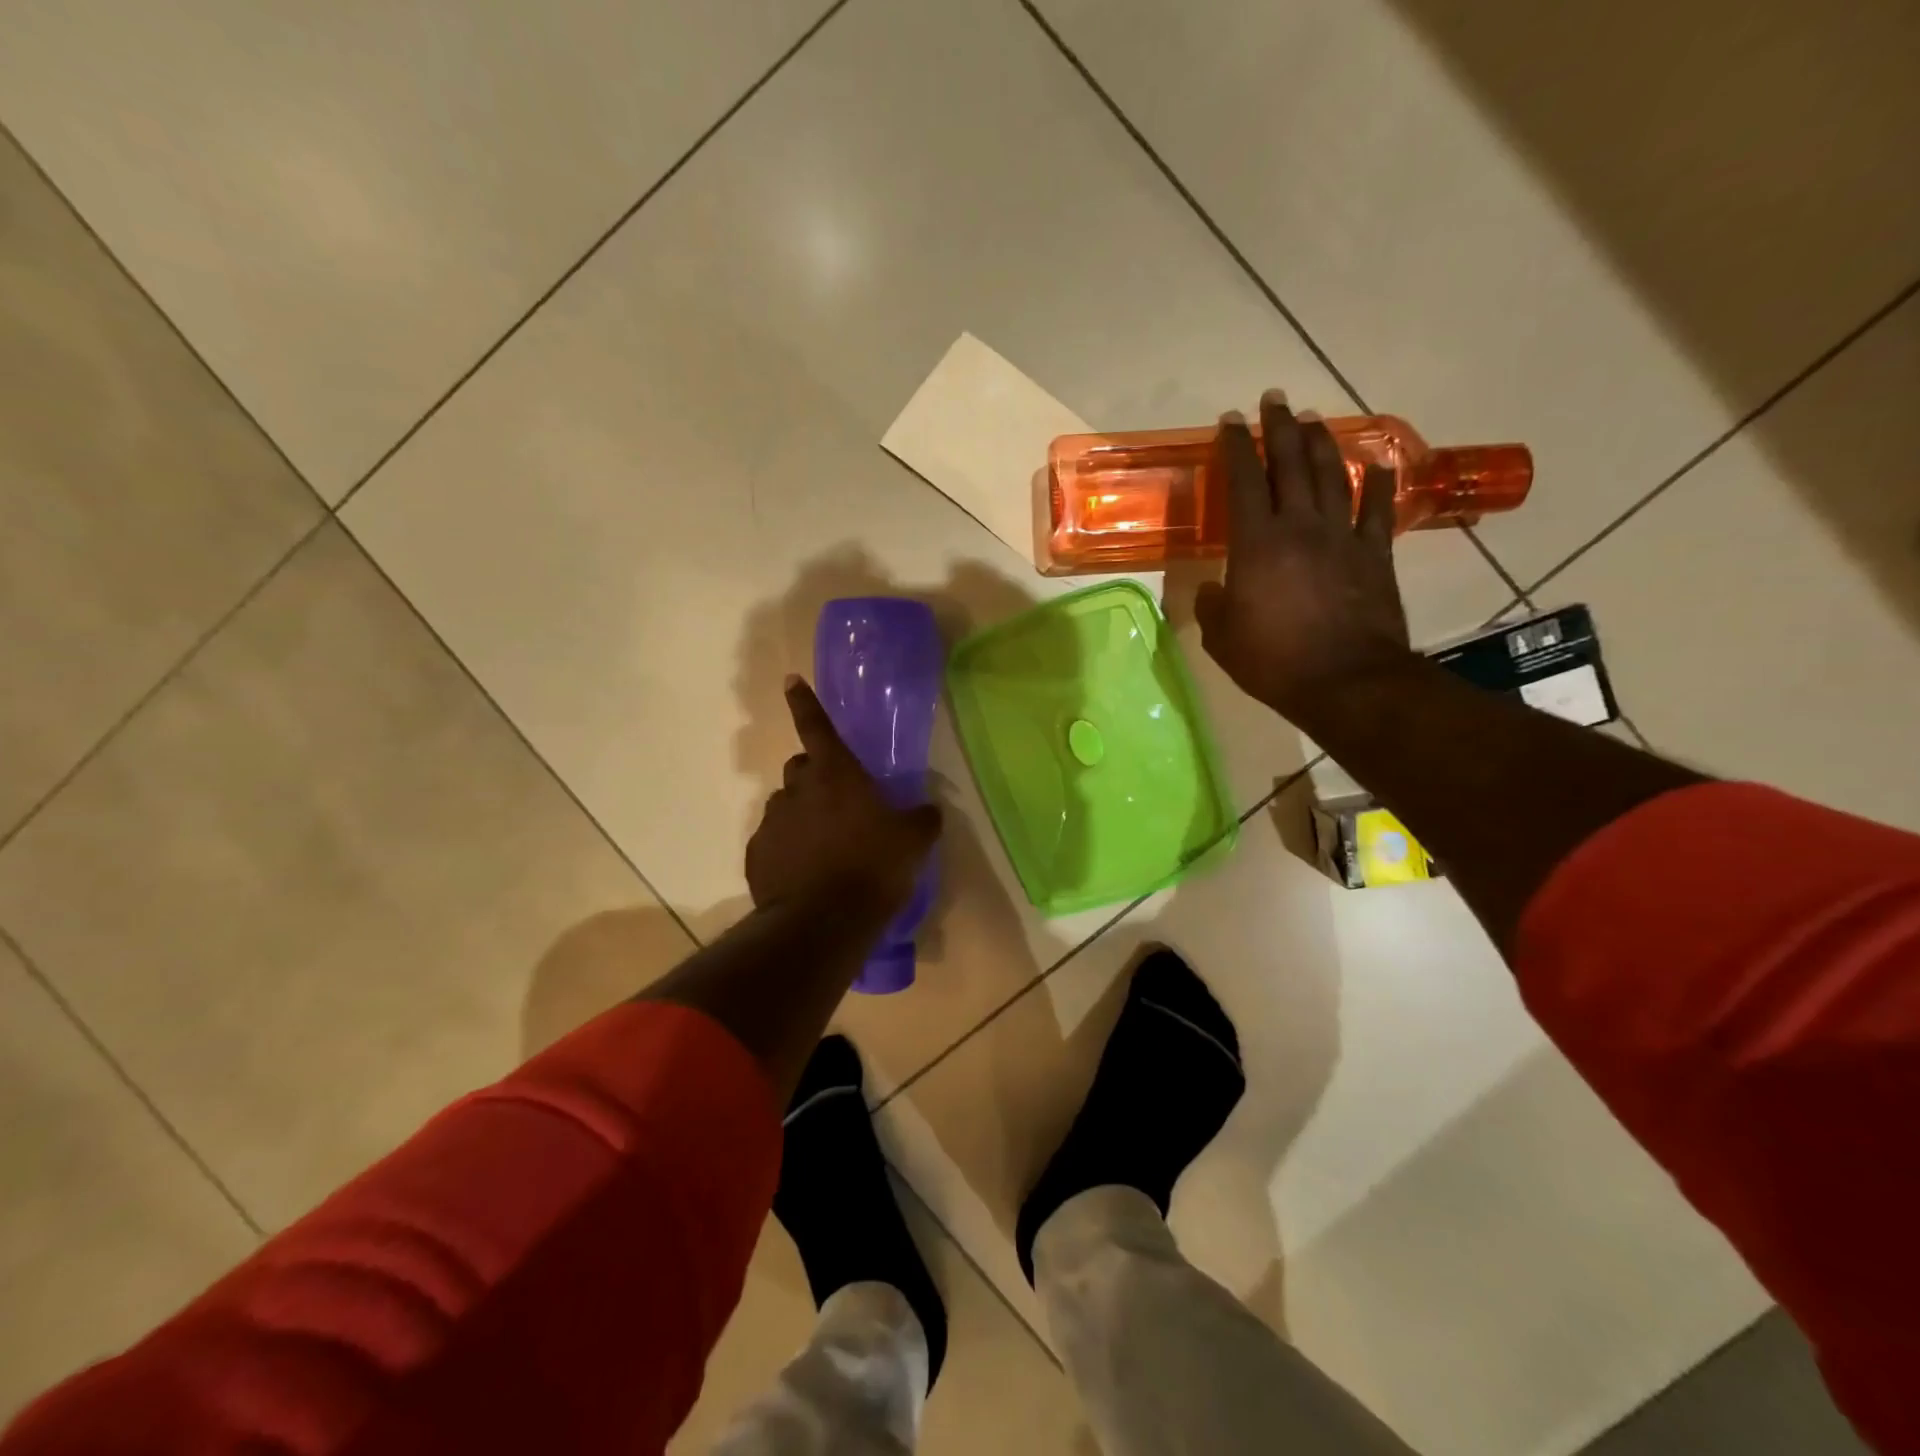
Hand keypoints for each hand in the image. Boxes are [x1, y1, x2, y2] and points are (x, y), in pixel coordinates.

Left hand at [746, 676, 941, 913]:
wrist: (822, 923)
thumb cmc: (873, 867)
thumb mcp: (913, 842)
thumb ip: (922, 819)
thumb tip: (929, 810)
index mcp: (835, 774)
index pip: (816, 726)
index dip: (805, 702)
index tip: (790, 680)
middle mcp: (797, 790)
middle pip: (800, 767)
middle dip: (815, 775)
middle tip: (838, 800)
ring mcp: (772, 822)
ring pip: (785, 805)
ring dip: (802, 813)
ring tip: (823, 845)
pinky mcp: (757, 855)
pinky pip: (773, 841)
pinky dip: (787, 848)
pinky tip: (805, 873)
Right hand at [1194, 392, 1412, 720]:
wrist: (1346, 681)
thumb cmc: (1273, 661)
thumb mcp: (1222, 638)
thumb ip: (1212, 606)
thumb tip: (1212, 589)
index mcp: (1256, 543)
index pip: (1243, 481)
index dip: (1235, 447)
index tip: (1229, 421)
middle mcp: (1300, 527)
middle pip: (1291, 464)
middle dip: (1280, 428)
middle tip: (1274, 400)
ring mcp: (1342, 537)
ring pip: (1333, 475)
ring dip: (1322, 443)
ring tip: (1313, 419)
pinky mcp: (1374, 554)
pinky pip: (1376, 509)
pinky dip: (1378, 482)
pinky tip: (1377, 463)